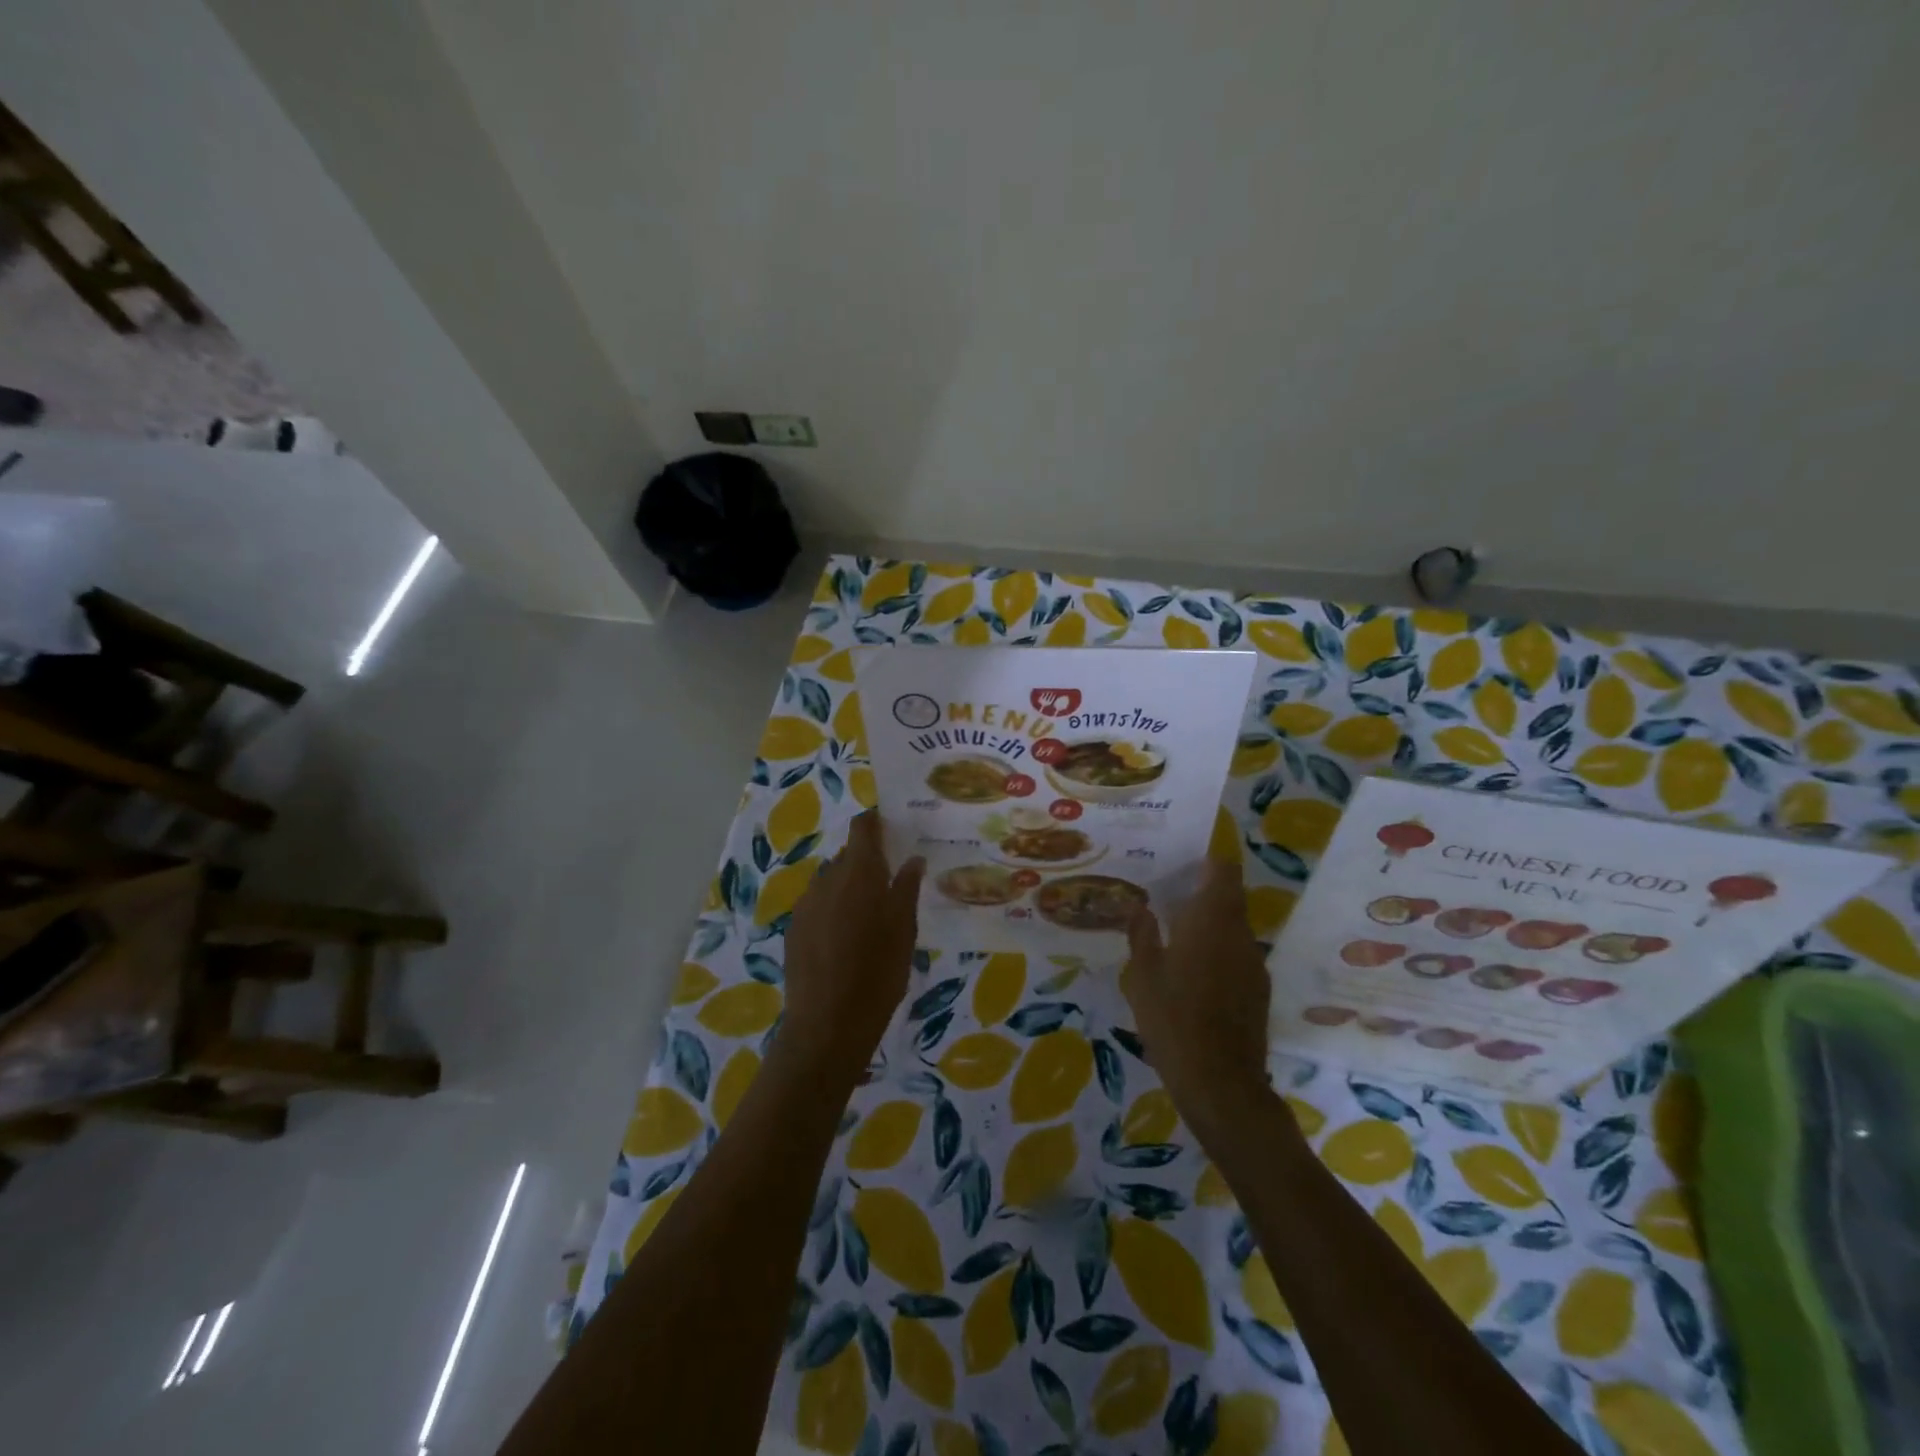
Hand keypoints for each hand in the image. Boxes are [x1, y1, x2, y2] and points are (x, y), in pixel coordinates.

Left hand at [779, 811, 924, 1074]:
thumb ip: (906, 889)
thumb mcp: (904, 930)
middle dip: (866, 862)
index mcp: (859, 873)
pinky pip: (817, 905)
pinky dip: (832, 909)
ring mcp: (806, 904)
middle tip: (889, 883)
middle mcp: (827, 879)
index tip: (891, 829)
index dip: (874, 823)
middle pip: (847, 855)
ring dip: (848, 887)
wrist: (827, 1023)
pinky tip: (845, 939)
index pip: (862, 828)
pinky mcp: (793, 928)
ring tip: (868, 916)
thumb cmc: (878, 973)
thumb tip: (912, 859)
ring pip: (831, 881)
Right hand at [1121, 860, 1275, 1136]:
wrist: (1220, 1083)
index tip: (1183, 859)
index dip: (1207, 860)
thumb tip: (1139, 906)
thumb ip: (1141, 935)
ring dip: (1209, 924)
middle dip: (1202, 892)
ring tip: (1174, 935)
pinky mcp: (1258, 991)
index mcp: (1212, 920)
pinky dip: (1217, 951)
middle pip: (1229, 898)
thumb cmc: (1173, 1019)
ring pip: (1232, 928)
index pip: (1223, 871)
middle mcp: (1239, 934)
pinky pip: (1236, 955)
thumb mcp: (1141, 975)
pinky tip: (1192, 972)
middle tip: (1167, 896)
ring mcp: (1254, 964)